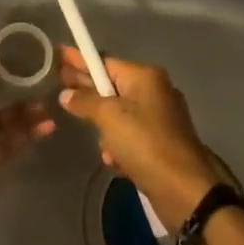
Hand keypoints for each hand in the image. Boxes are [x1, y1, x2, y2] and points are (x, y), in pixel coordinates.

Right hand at [57, 49, 229, 232]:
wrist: (185, 191)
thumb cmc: (145, 144)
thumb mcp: (109, 117)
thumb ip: (85, 101)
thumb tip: (66, 94)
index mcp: (145, 77)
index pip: (104, 62)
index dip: (79, 59)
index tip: (58, 53)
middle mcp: (154, 91)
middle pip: (110, 85)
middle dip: (87, 91)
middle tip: (58, 89)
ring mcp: (158, 118)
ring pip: (117, 114)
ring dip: (105, 130)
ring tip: (102, 145)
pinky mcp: (160, 143)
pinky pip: (129, 136)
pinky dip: (119, 146)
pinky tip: (114, 161)